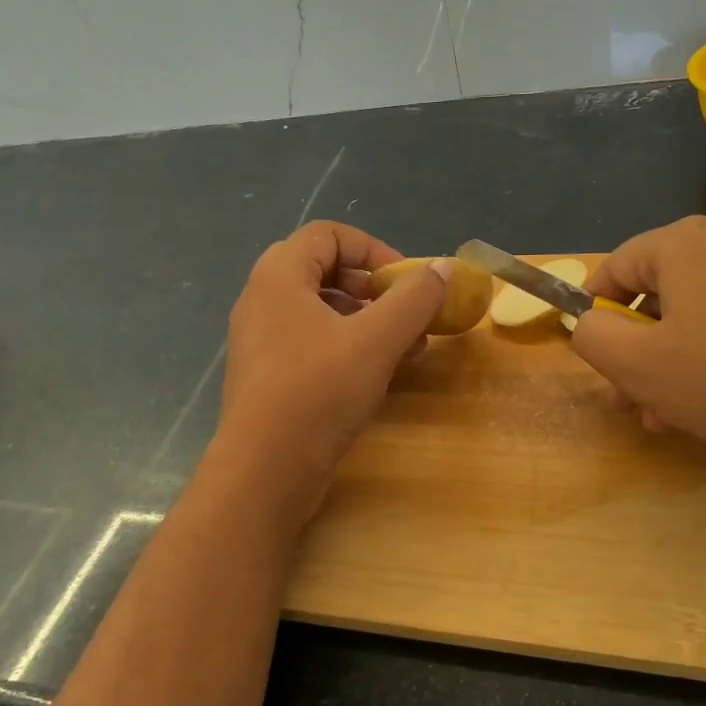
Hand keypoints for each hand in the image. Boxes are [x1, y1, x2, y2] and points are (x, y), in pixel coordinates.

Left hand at [215, 222, 444, 507]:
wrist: (266, 470)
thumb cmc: (319, 391)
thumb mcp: (376, 340)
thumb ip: (413, 298)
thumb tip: (443, 268)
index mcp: (279, 277)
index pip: (328, 234)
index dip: (373, 250)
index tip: (406, 282)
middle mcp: (263, 301)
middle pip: (325, 272)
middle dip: (374, 289)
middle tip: (406, 312)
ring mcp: (262, 342)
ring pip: (321, 313)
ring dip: (368, 322)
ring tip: (407, 348)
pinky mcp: (269, 378)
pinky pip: (313, 345)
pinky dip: (349, 349)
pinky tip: (381, 375)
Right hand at [571, 217, 705, 479]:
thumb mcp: (638, 365)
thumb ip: (594, 337)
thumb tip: (591, 323)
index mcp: (686, 243)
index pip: (616, 266)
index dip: (594, 313)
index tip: (596, 359)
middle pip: (662, 293)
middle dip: (639, 350)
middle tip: (633, 402)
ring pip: (704, 312)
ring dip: (677, 360)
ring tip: (675, 414)